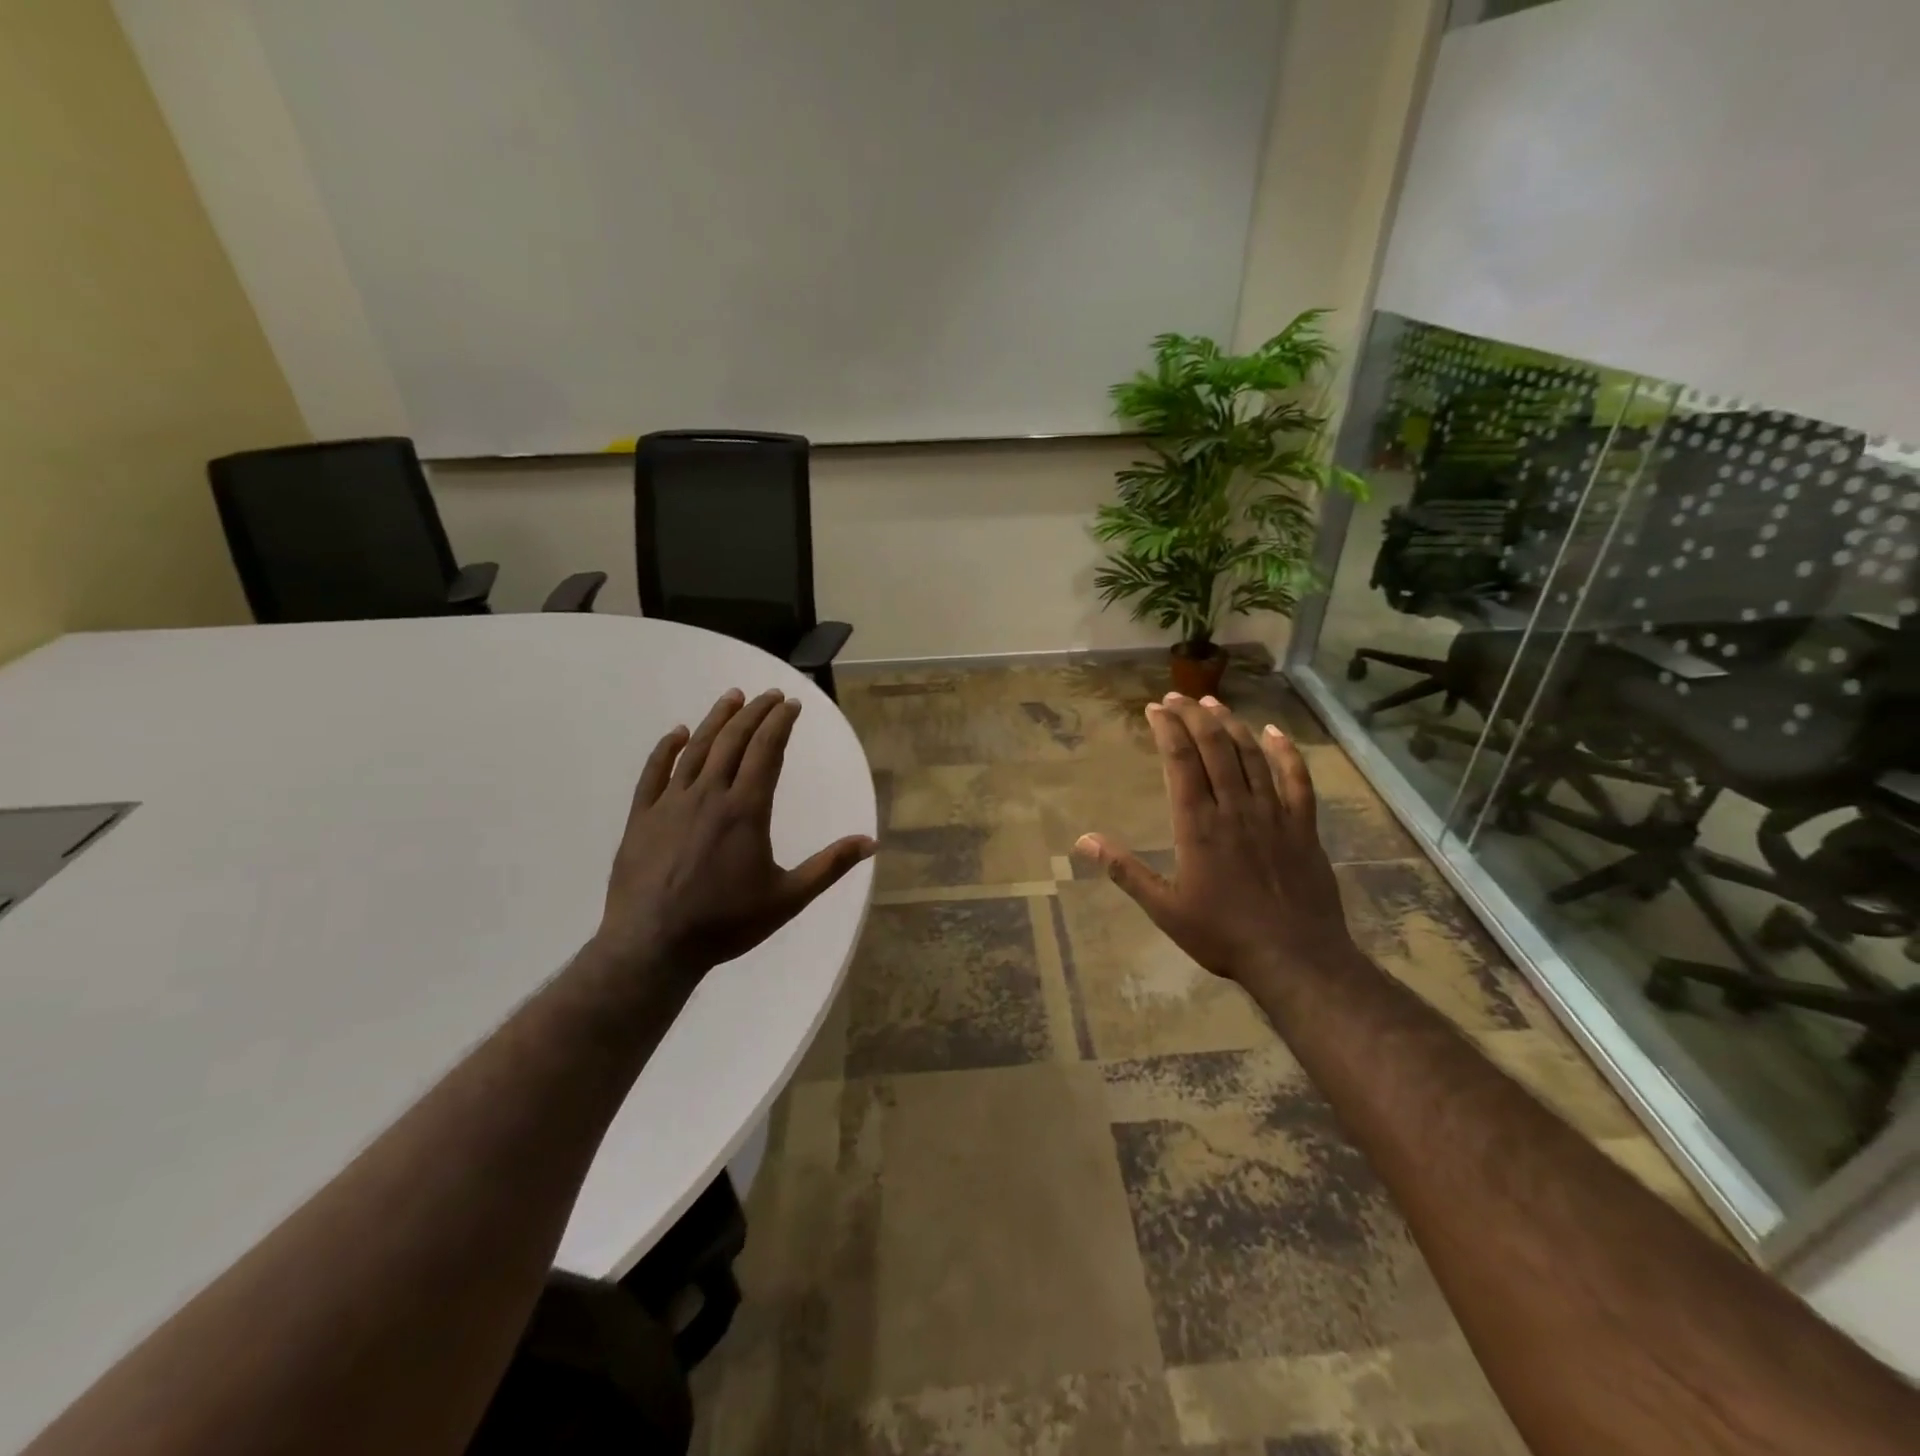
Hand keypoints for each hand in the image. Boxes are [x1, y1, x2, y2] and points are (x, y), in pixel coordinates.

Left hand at [591, 688, 875, 990]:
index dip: (780, 723)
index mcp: (745, 809)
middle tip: (768, 694)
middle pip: (733, 741)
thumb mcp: (788, 898)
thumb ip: (829, 866)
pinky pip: (653, 772)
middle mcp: (709, 795)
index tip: (790, 703)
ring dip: (715, 720)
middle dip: (754, 713)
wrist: (653, 946)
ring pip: (695, 749)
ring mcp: (671, 803)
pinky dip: (665, 749)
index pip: (767, 751)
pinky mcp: (641, 817)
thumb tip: (871, 842)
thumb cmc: (725, 922)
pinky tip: (676, 733)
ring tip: (732, 697)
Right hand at [1074, 693, 1355, 988]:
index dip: (1167, 729)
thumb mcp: (1164, 908)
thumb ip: (1125, 871)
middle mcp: (1234, 808)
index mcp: (1197, 825)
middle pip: (1214, 747)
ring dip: (1230, 724)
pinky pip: (1296, 779)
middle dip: (1193, 715)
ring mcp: (1273, 814)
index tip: (1154, 708)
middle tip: (1177, 696)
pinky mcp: (1303, 826)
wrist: (1295, 957)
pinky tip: (1274, 732)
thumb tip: (1083, 841)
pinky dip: (1285, 752)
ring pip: (1251, 755)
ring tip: (1212, 703)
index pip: (1180, 762)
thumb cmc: (1223, 934)